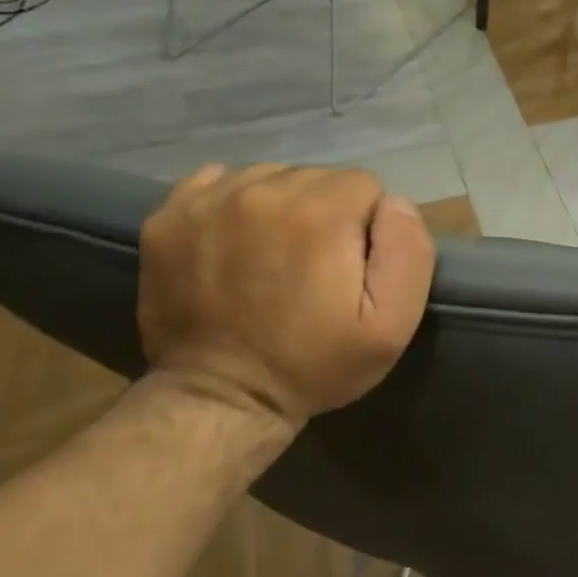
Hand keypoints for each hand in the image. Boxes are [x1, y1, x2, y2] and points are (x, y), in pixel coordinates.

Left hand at [138, 165, 436, 427]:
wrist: (221, 398)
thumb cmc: (316, 363)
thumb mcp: (392, 325)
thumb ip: (409, 251)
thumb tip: (394, 204)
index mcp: (320, 212)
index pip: (365, 186)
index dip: (367, 227)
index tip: (351, 269)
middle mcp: (262, 190)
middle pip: (317, 178)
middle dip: (326, 214)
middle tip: (316, 268)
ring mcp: (208, 200)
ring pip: (271, 178)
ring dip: (283, 209)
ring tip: (276, 258)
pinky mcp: (169, 216)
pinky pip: (220, 183)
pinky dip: (236, 206)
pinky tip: (237, 245)